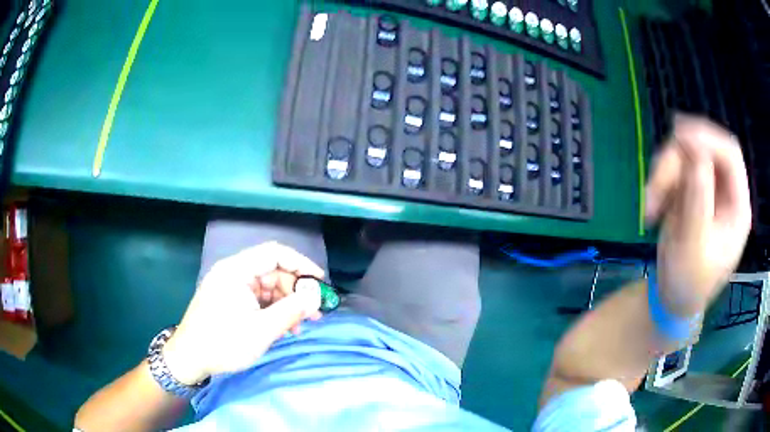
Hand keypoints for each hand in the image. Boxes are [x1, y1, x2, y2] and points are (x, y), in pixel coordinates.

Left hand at [162, 242, 324, 385]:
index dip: (301, 264)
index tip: (320, 282)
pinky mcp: (230, 301)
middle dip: (295, 290)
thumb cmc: (223, 343)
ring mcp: (231, 287)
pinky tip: (285, 327)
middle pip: (272, 271)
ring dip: (286, 303)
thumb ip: (291, 310)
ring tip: (302, 324)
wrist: (189, 359)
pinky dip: (273, 311)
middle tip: (314, 312)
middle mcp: (233, 273)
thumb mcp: (261, 330)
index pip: (275, 253)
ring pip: (267, 287)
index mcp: (236, 270)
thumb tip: (317, 296)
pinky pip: (258, 299)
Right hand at [645, 115, 751, 316]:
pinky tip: (653, 206)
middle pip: (705, 150)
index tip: (678, 135)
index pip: (730, 154)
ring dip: (664, 174)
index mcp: (738, 206)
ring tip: (650, 207)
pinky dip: (660, 182)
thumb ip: (698, 195)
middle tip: (655, 181)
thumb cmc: (688, 282)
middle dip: (678, 160)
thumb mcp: (693, 243)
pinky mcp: (692, 191)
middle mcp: (727, 192)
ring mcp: (709, 190)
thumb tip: (693, 145)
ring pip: (686, 157)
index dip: (707, 137)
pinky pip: (675, 170)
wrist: (673, 299)